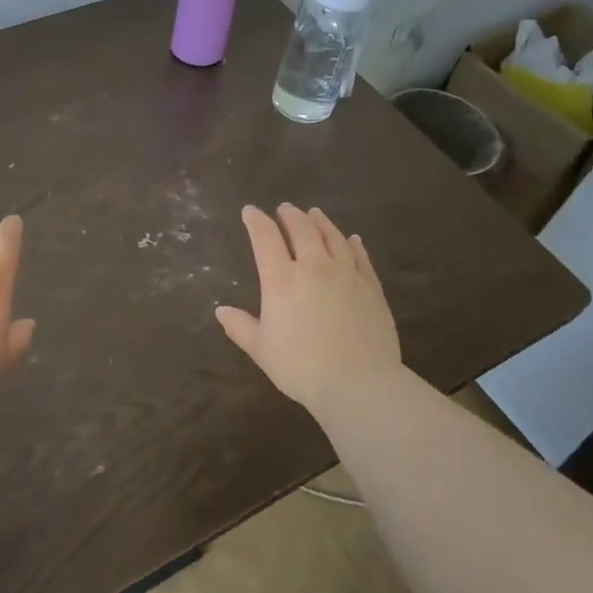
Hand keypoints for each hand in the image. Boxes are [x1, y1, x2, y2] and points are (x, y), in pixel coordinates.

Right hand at [215, 203, 401, 416]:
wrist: (359, 383)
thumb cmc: (301, 367)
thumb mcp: (261, 350)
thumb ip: (240, 327)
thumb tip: (221, 310)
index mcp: (281, 280)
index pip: (265, 238)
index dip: (256, 221)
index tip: (250, 211)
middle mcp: (313, 267)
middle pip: (301, 230)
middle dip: (290, 216)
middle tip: (285, 209)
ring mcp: (346, 274)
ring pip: (332, 237)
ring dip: (320, 222)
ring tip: (314, 213)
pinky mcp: (371, 286)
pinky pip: (360, 257)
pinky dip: (353, 244)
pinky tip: (352, 239)